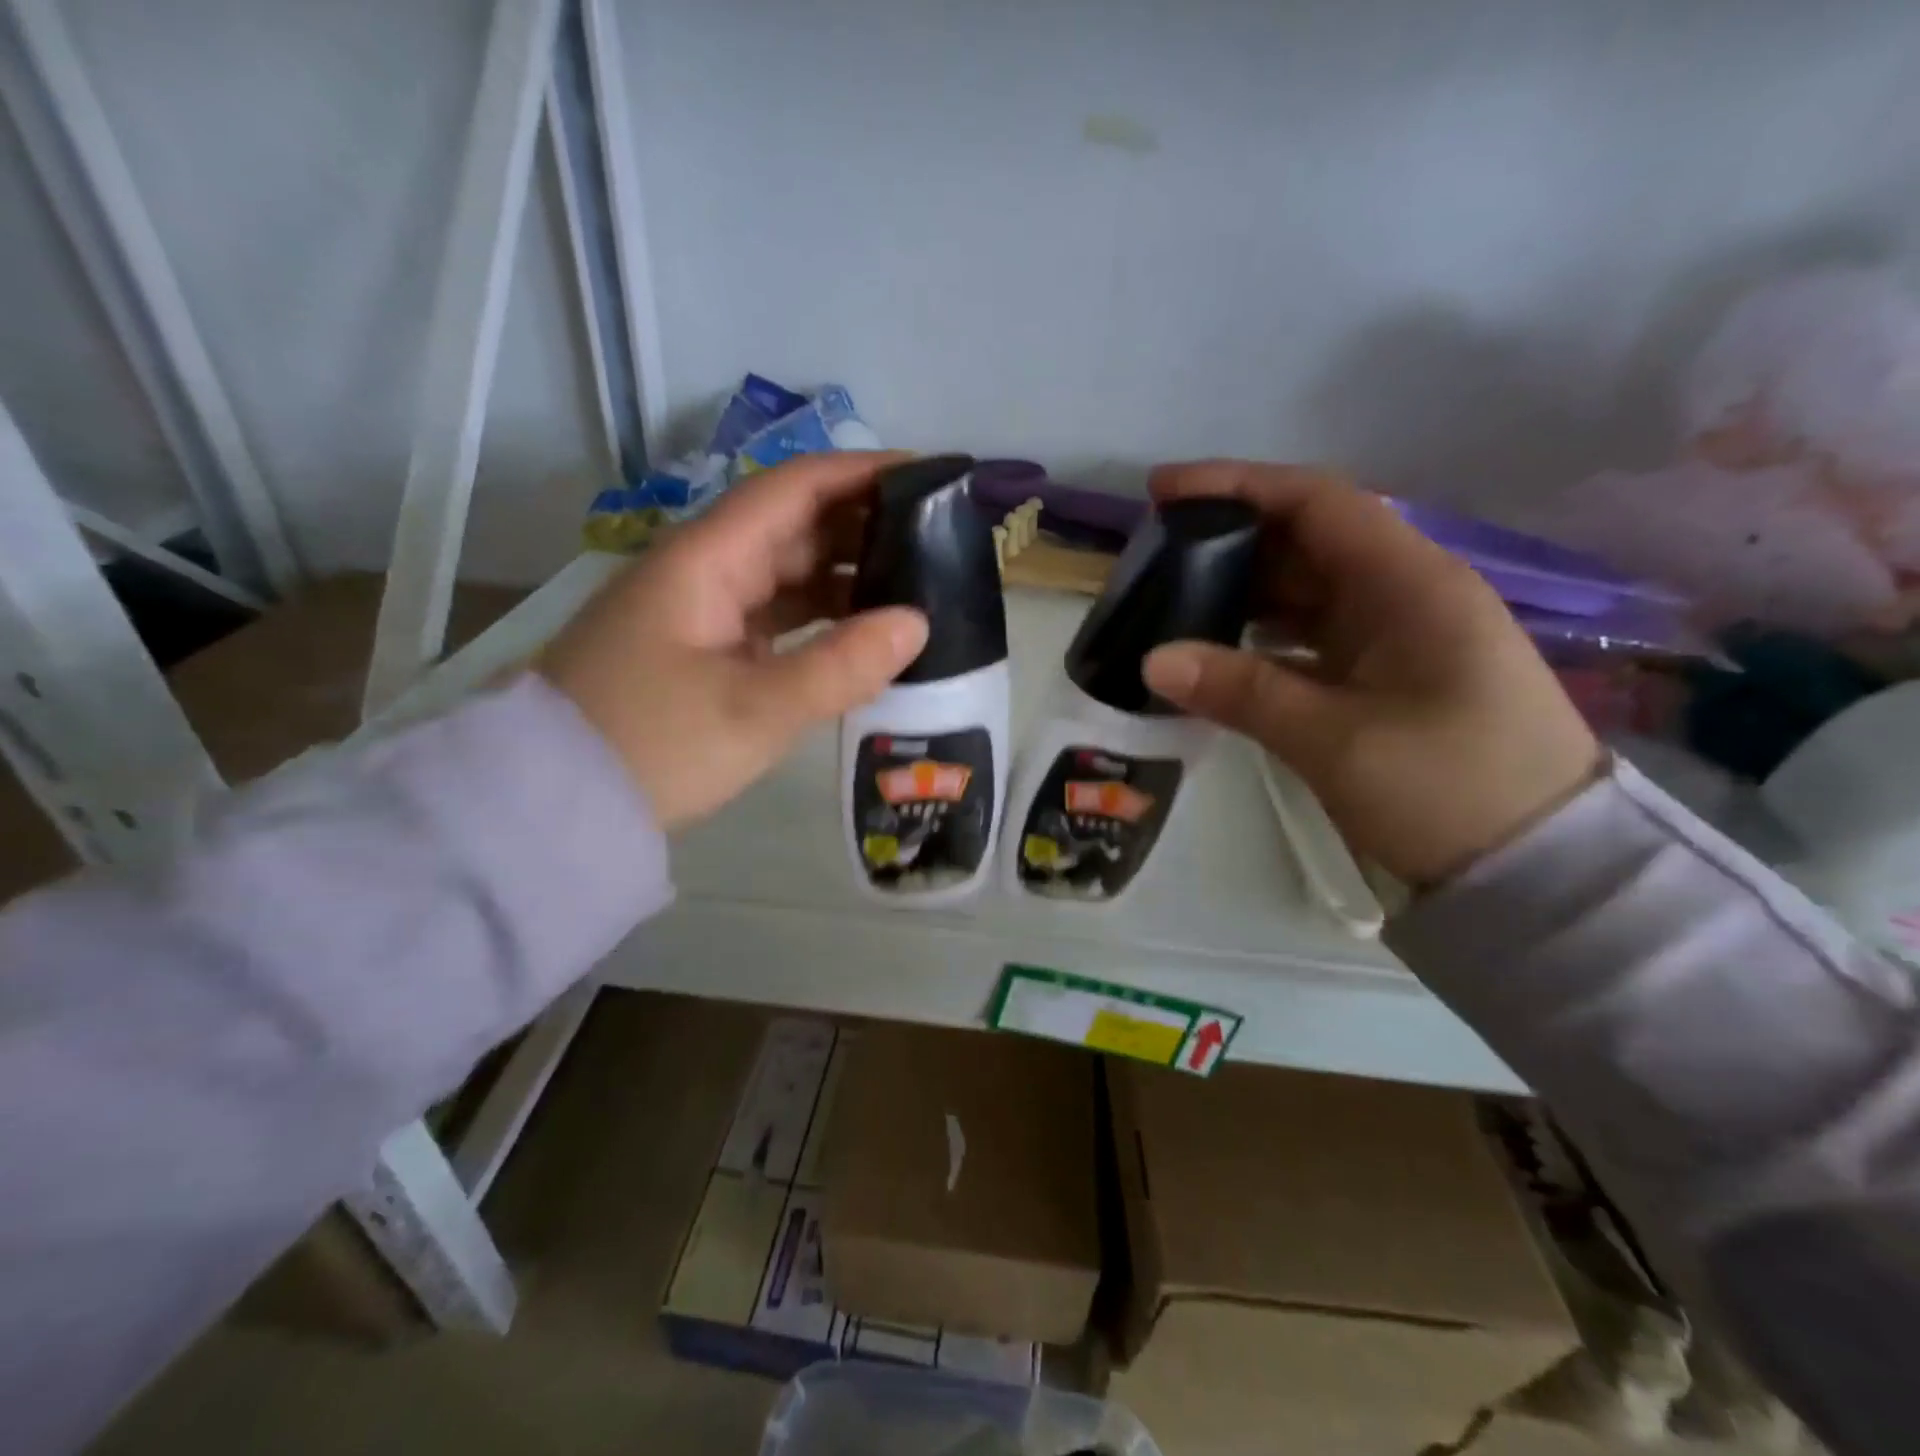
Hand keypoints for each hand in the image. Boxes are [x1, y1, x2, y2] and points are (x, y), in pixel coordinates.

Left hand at [539, 452, 928, 830]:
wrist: (557, 800)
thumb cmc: (653, 744)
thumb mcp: (756, 710)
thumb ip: (841, 665)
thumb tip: (917, 622)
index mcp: (708, 558)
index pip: (794, 487)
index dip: (863, 473)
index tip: (928, 477)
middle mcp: (704, 568)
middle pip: (794, 525)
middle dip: (865, 525)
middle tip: (939, 541)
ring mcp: (701, 608)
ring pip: (786, 572)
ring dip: (846, 575)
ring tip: (916, 587)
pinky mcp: (703, 647)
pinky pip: (774, 613)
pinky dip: (819, 618)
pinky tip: (862, 634)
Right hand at [1140, 462, 1601, 886]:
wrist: (1541, 869)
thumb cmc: (1449, 790)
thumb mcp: (1336, 740)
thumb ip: (1242, 691)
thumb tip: (1152, 659)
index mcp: (1411, 584)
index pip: (1317, 502)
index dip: (1238, 486)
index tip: (1164, 491)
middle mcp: (1407, 594)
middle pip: (1307, 541)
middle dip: (1230, 541)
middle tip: (1155, 560)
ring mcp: (1398, 637)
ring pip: (1306, 592)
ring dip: (1242, 593)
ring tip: (1172, 603)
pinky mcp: (1387, 677)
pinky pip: (1312, 638)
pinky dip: (1262, 640)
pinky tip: (1218, 655)